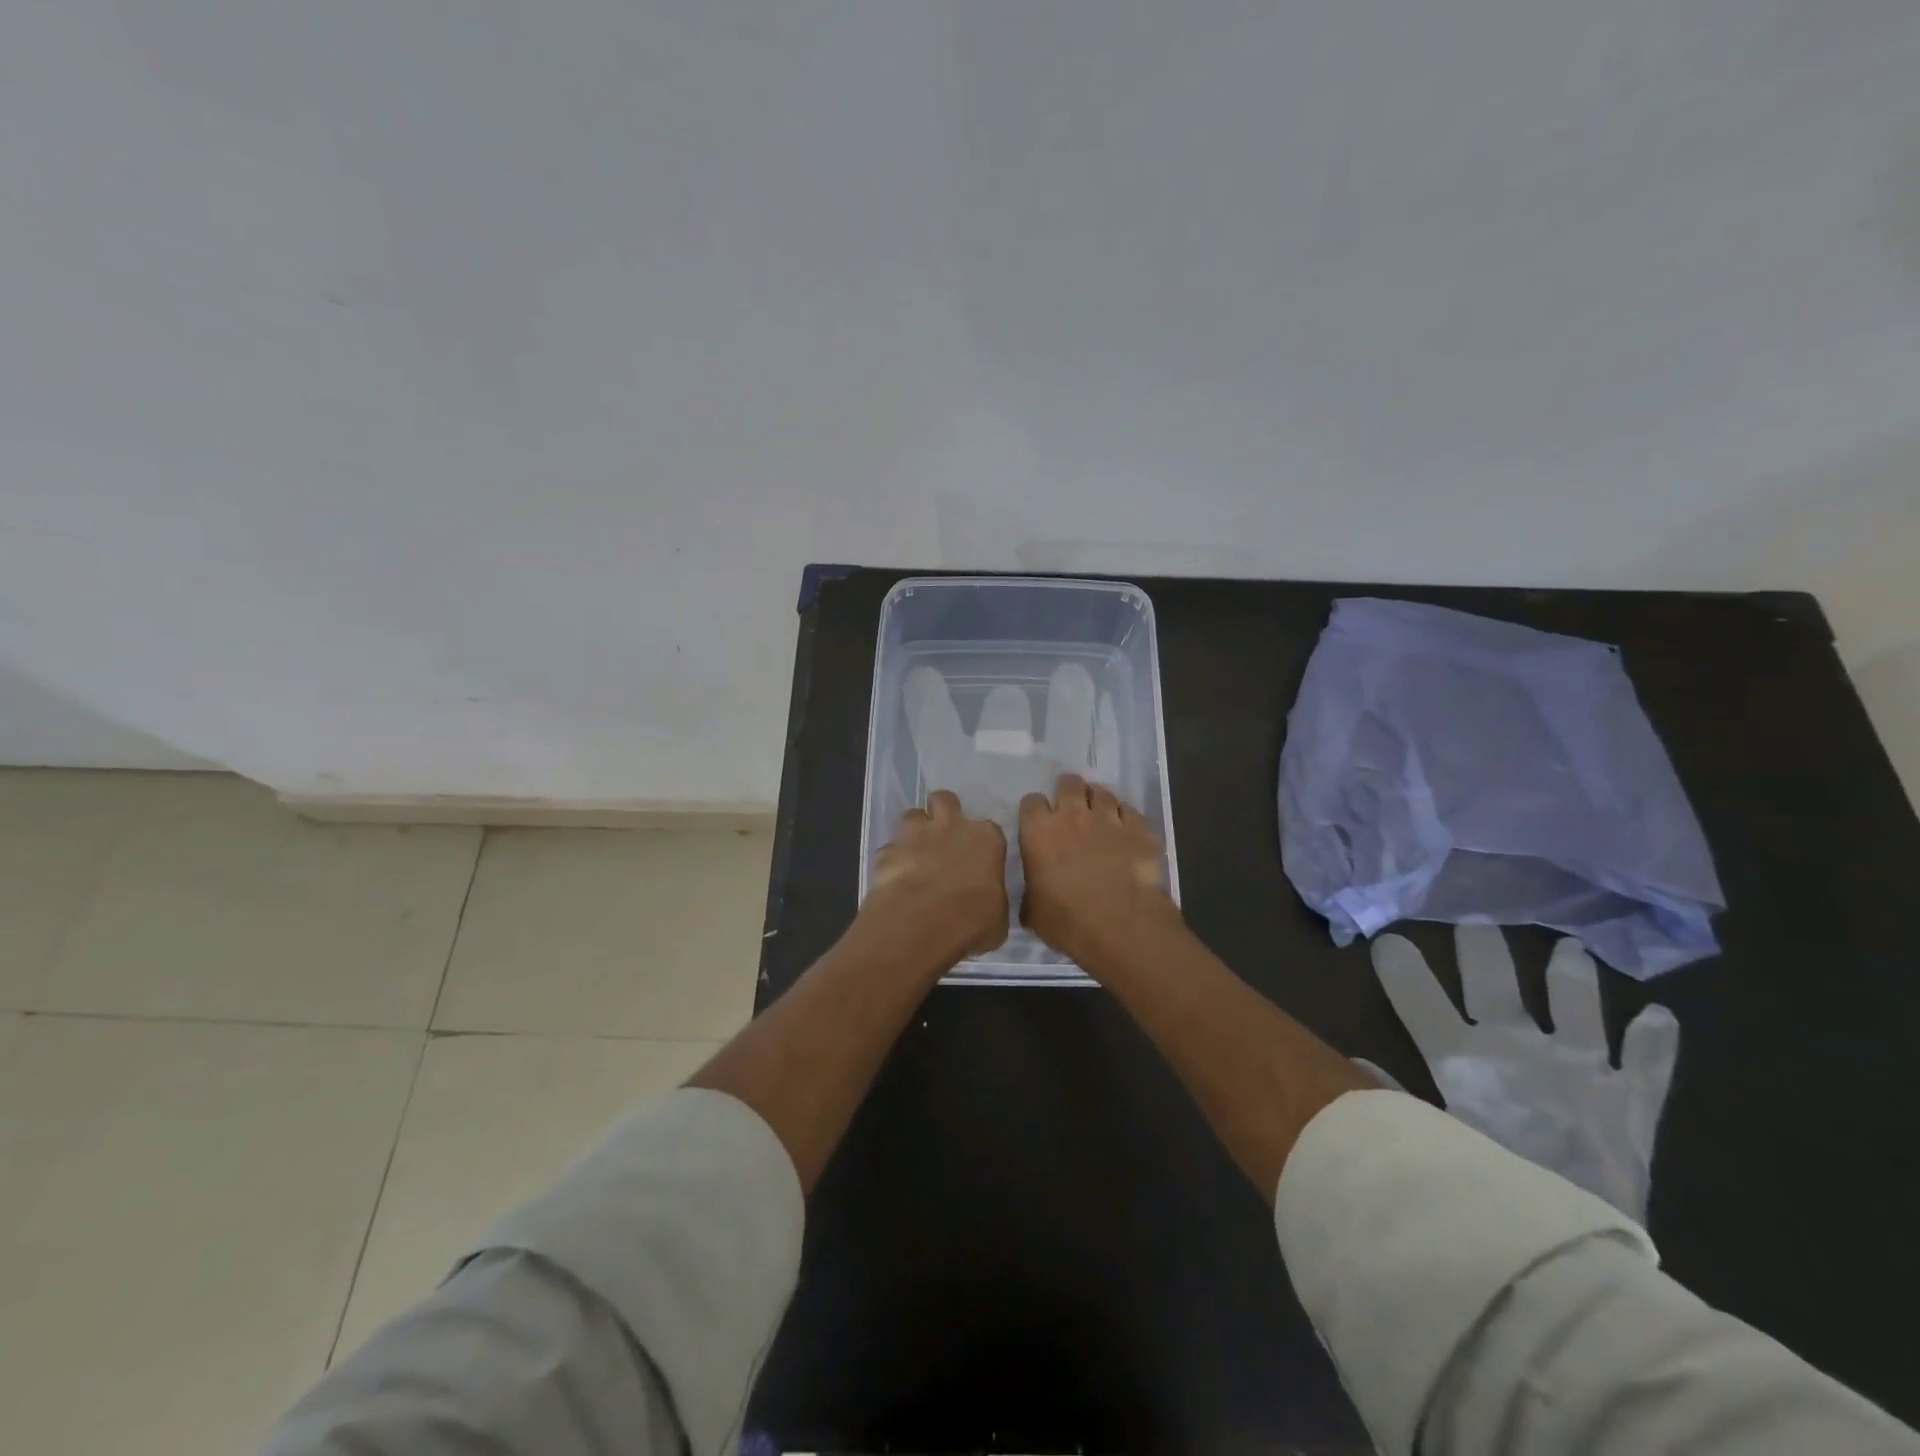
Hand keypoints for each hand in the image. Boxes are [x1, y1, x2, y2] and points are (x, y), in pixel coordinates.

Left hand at [866, 790, 1008, 960]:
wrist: (921, 924)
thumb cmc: (971, 921)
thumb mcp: (998, 916)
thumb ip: (992, 898)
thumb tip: (987, 902)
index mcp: (986, 838)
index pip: (989, 829)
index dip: (982, 843)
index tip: (979, 859)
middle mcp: (951, 826)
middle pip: (945, 800)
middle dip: (943, 813)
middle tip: (944, 839)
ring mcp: (915, 835)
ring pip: (913, 815)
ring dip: (915, 831)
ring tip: (916, 855)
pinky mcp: (887, 851)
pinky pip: (890, 848)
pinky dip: (893, 860)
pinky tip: (895, 879)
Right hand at [1018, 773, 1178, 965]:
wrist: (1121, 926)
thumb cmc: (1068, 921)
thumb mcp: (1033, 912)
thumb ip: (1030, 892)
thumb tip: (1034, 893)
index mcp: (1038, 831)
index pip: (1031, 802)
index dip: (1035, 812)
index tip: (1039, 824)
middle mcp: (1072, 815)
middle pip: (1068, 783)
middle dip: (1068, 791)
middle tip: (1071, 810)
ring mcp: (1108, 818)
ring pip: (1101, 792)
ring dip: (1098, 801)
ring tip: (1100, 817)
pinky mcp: (1139, 828)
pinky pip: (1130, 810)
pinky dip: (1125, 817)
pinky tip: (1125, 832)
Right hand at [1370, 925, 1679, 1218]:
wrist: (1575, 1263)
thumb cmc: (1487, 1193)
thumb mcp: (1426, 1143)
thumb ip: (1390, 1098)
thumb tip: (1352, 1061)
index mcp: (1463, 1059)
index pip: (1420, 997)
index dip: (1401, 965)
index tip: (1389, 939)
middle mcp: (1520, 1050)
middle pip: (1496, 984)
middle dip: (1483, 949)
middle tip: (1476, 921)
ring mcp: (1583, 1072)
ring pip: (1578, 1008)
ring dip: (1572, 977)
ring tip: (1570, 948)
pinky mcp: (1632, 1106)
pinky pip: (1650, 1066)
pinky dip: (1655, 1041)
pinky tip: (1659, 1015)